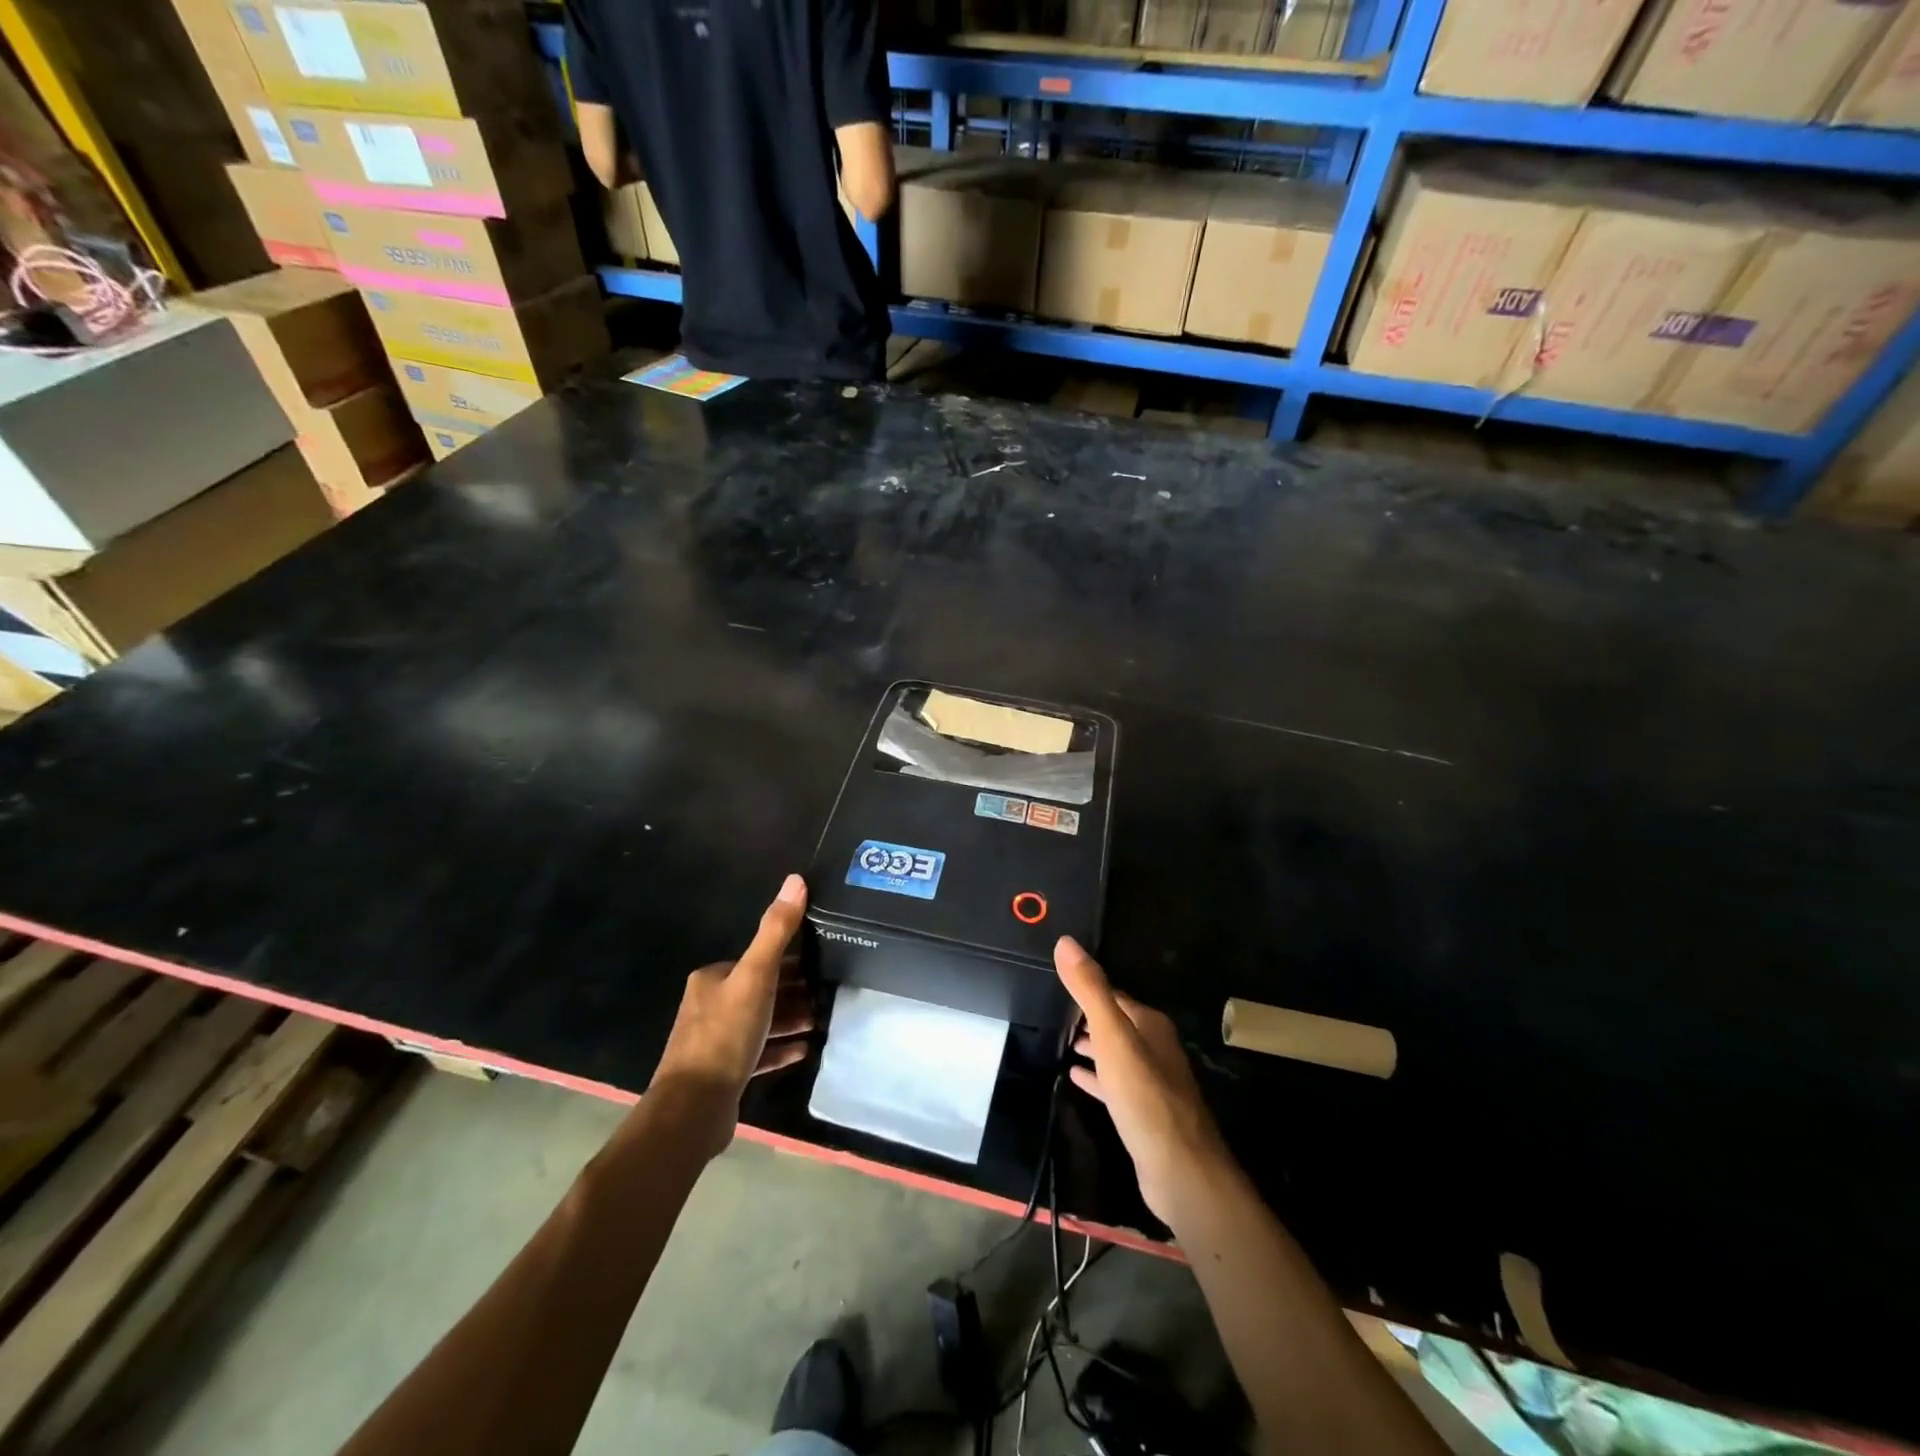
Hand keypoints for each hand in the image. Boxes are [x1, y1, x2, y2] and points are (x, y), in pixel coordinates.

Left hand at [651, 874, 813, 1156]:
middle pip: (760, 991)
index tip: (822, 964)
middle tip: (829, 993)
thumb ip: (777, 930)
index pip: (757, 960)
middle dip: (794, 991)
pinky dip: (781, 1048)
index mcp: (712, 979)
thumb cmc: (726, 1034)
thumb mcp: (757, 976)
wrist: (694, 1109)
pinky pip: (759, 1053)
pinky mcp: (723, 1073)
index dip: (790, 961)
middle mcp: (709, 1006)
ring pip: (761, 1022)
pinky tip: (805, 1049)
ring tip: (824, 1019)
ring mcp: (715, 1042)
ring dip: (790, 1019)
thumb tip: (796, 879)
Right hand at [1055, 936, 1231, 1228]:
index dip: (1087, 988)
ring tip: (1060, 1041)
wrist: (1179, 1169)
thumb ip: (1090, 989)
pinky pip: (1114, 1084)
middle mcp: (1155, 1047)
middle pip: (1116, 1023)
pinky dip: (1096, 1076)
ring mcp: (1152, 1081)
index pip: (1114, 995)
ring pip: (1116, 1053)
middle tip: (1053, 1011)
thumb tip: (1066, 941)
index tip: (1058, 981)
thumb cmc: (1144, 1095)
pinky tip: (1075, 1078)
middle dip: (1089, 1016)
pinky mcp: (1144, 1112)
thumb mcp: (1112, 1036)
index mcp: (1150, 1024)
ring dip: (1092, 1045)